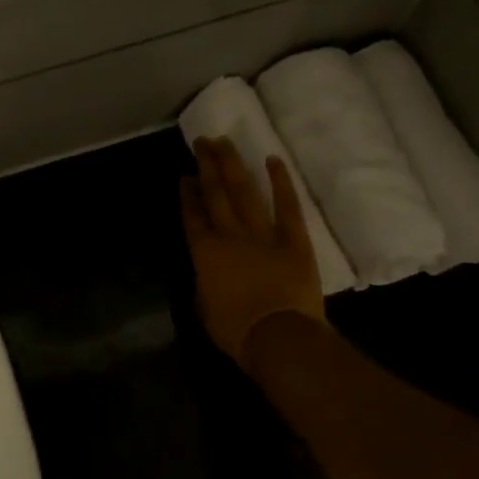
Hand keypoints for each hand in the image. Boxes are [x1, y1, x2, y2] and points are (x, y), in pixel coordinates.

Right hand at [179, 137, 326, 366]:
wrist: (278, 337)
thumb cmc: (235, 331)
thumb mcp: (204, 308)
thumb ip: (204, 282)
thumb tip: (206, 271)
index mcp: (204, 253)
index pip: (192, 216)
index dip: (187, 194)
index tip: (185, 176)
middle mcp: (229, 235)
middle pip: (215, 194)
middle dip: (206, 166)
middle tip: (202, 142)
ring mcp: (262, 234)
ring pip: (244, 192)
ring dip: (233, 165)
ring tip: (224, 142)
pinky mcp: (294, 240)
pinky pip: (286, 206)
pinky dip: (280, 182)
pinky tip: (272, 160)